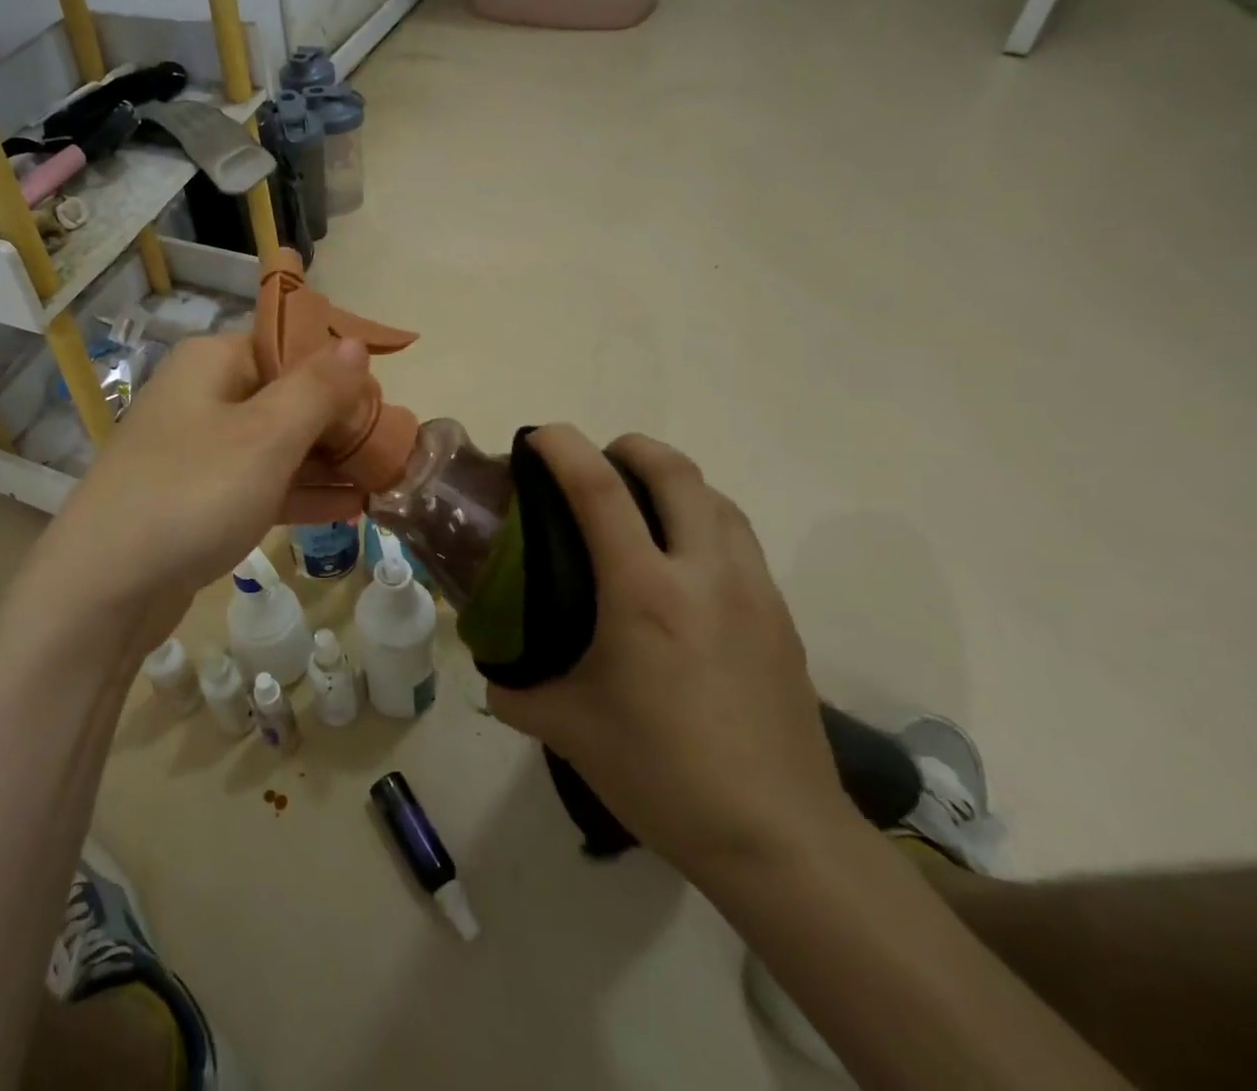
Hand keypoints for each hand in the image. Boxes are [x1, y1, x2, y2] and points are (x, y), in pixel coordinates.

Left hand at [8, 331, 370, 651]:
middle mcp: (203, 396)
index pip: (289, 345)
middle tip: (393, 448)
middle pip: (286, 395)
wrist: (104, 589)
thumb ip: (317, 388)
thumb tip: (355, 343)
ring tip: (385, 478)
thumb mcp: (266, 436)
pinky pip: (260, 484)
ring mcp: (198, 451)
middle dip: (341, 421)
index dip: (339, 370)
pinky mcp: (198, 499)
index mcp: (213, 362)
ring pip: (277, 444)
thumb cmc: (193, 494)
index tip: (382, 403)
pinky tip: (350, 507)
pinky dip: (301, 492)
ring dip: (328, 460)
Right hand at [486, 428, 854, 881]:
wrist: (780, 838)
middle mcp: (703, 573)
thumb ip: (516, 692)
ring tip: (641, 506)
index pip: (599, 489)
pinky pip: (739, 538)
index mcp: (644, 591)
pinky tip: (683, 564)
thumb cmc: (663, 772)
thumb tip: (493, 675)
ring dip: (674, 481)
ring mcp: (752, 591)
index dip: (564, 447)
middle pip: (674, 470)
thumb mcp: (569, 730)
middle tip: (596, 463)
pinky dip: (704, 520)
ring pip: (716, 497)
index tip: (538, 435)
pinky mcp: (781, 617)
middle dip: (630, 447)